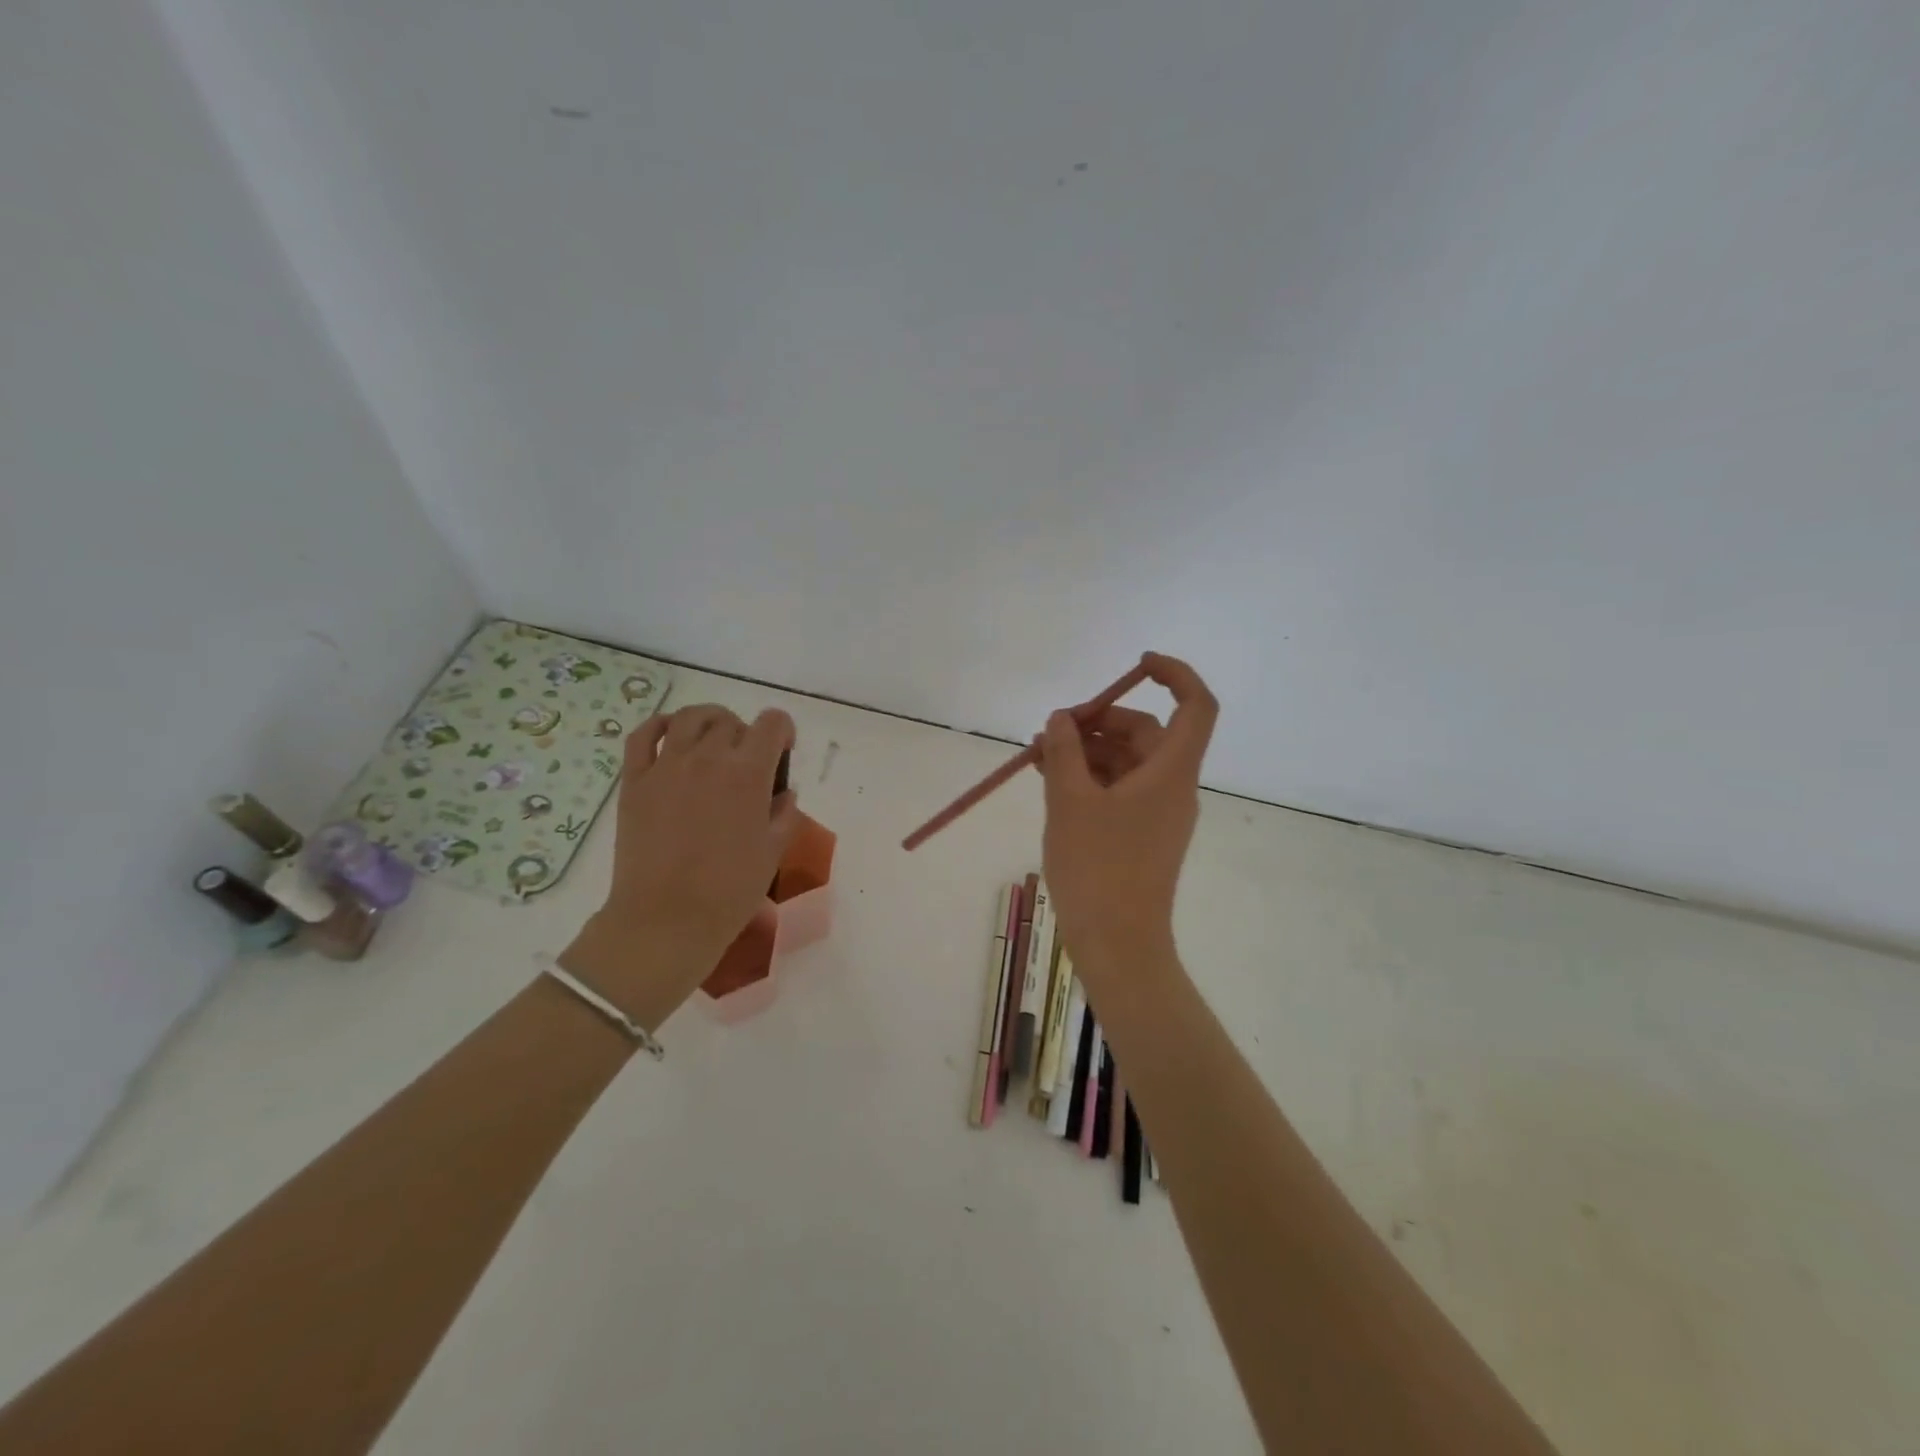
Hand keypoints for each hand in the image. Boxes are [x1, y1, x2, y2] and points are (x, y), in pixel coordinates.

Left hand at [561, 704, 799, 1027]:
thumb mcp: (773, 851)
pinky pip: (644, 735)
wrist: (667, 920)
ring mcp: (667, 765)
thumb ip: (784, 814)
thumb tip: (782, 793)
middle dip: (746, 735)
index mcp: (748, 773)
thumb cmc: (729, 890)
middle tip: (746, 762)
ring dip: (709, 722)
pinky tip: (672, 736)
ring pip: (690, 718)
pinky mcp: (635, 780)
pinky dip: (661, 725)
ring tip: (713, 741)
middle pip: (731, 722)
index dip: (783, 730)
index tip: (782, 752)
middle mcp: (708, 757)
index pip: (772, 723)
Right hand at [1036, 653, 1217, 973]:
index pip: (1195, 705)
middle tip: (1052, 729)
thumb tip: (1061, 719)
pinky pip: (1118, 790)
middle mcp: (1172, 787)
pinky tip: (1050, 780)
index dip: (1174, 674)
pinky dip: (1089, 778)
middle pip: (1147, 732)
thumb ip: (1064, 752)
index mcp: (1170, 772)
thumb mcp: (1070, 801)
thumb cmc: (1098, 868)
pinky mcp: (1141, 835)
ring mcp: (1158, 814)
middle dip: (1100, 721)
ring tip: (1037, 756)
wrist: (1117, 944)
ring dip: (1086, 751)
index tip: (1136, 665)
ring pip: (1127, 762)